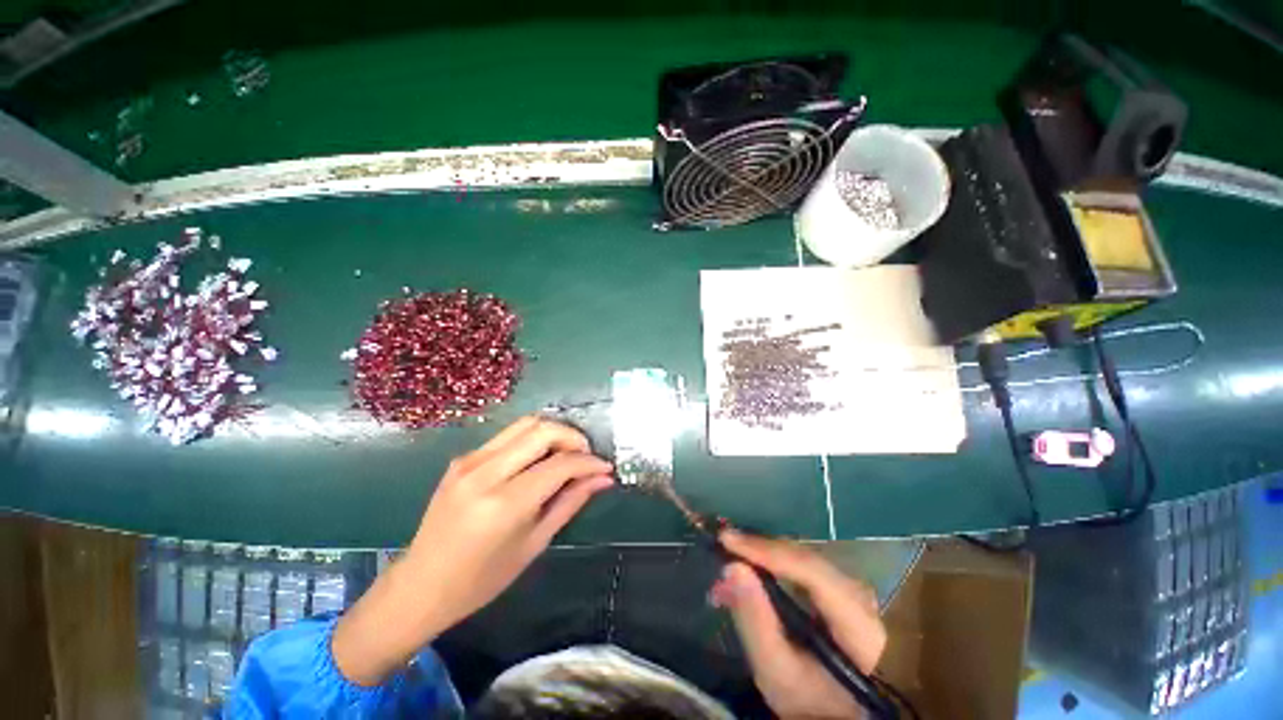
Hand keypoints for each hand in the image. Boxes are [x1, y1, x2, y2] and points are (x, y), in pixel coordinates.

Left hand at [333, 417, 612, 684]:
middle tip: (586, 456)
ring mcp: (469, 461)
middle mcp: (485, 473)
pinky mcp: (462, 458)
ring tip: (567, 453)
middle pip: (542, 430)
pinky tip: (538, 460)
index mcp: (504, 503)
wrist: (421, 585)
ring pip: (525, 424)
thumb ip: (570, 502)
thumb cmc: (482, 578)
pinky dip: (532, 440)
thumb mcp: (534, 543)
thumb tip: (603, 479)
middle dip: (573, 437)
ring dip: (553, 432)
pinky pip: (507, 436)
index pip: (560, 464)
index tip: (605, 467)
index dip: (589, 462)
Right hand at [709, 530, 886, 719]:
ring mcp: (850, 589)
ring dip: (760, 558)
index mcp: (858, 622)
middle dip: (757, 553)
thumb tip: (732, 567)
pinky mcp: (837, 589)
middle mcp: (858, 595)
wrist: (842, 713)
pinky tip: (747, 573)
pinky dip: (770, 566)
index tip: (726, 539)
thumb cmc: (810, 701)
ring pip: (799, 558)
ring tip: (726, 572)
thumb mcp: (777, 673)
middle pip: (803, 559)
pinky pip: (800, 567)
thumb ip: (756, 622)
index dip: (766, 550)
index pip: (810, 570)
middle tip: (718, 556)